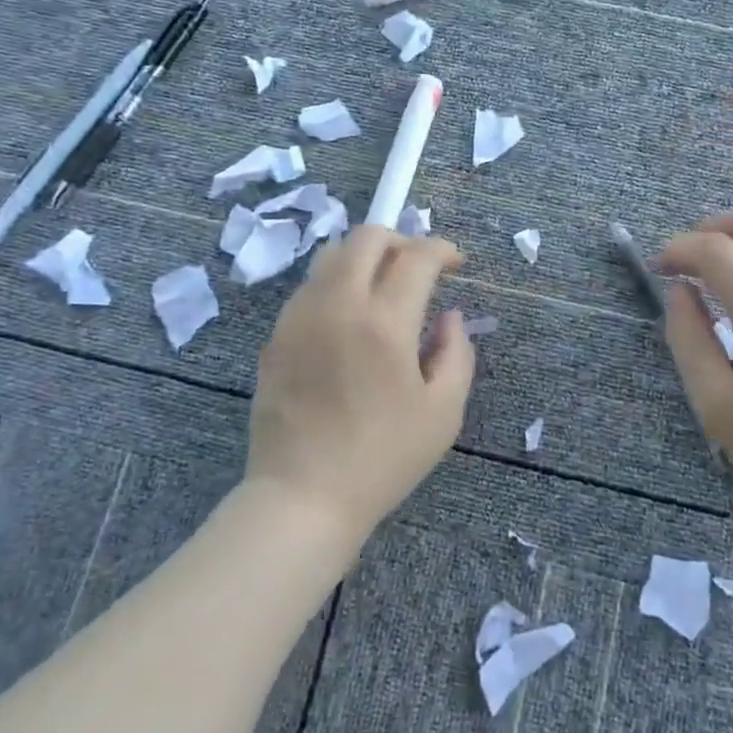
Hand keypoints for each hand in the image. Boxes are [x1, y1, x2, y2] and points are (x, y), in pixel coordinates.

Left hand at [246, 225, 475, 548]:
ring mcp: (299, 316)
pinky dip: (337, 285)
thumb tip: (449, 316)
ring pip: (331, 255)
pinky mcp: (276, 335)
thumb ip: (456, 353)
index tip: (455, 263)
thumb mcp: (443, 412)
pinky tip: (348, 321)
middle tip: (418, 268)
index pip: (416, 256)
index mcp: (384, 322)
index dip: (442, 249)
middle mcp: (338, 305)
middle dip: (400, 240)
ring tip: (382, 289)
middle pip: (366, 236)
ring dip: (364, 258)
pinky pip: (310, 288)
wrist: (302, 496)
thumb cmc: (383, 459)